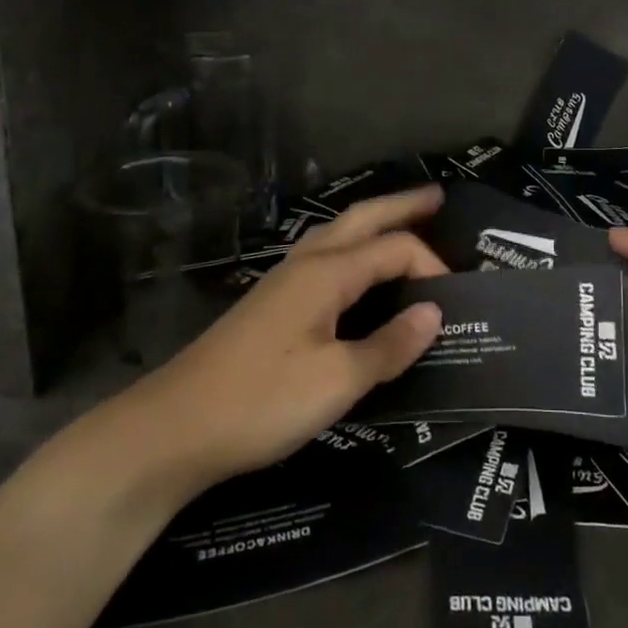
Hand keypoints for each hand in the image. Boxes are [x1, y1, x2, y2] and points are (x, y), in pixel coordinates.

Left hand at [102, 186, 447, 510]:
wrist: (171, 430)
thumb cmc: (260, 402)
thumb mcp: (337, 381)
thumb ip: (389, 346)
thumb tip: (434, 313)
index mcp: (326, 274)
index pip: (393, 249)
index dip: (430, 266)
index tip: (456, 301)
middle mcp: (305, 265)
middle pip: (361, 219)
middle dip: (401, 205)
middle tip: (438, 196)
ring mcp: (282, 282)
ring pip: (337, 234)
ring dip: (374, 222)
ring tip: (403, 222)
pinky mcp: (270, 304)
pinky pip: (324, 258)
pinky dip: (353, 249)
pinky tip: (355, 271)